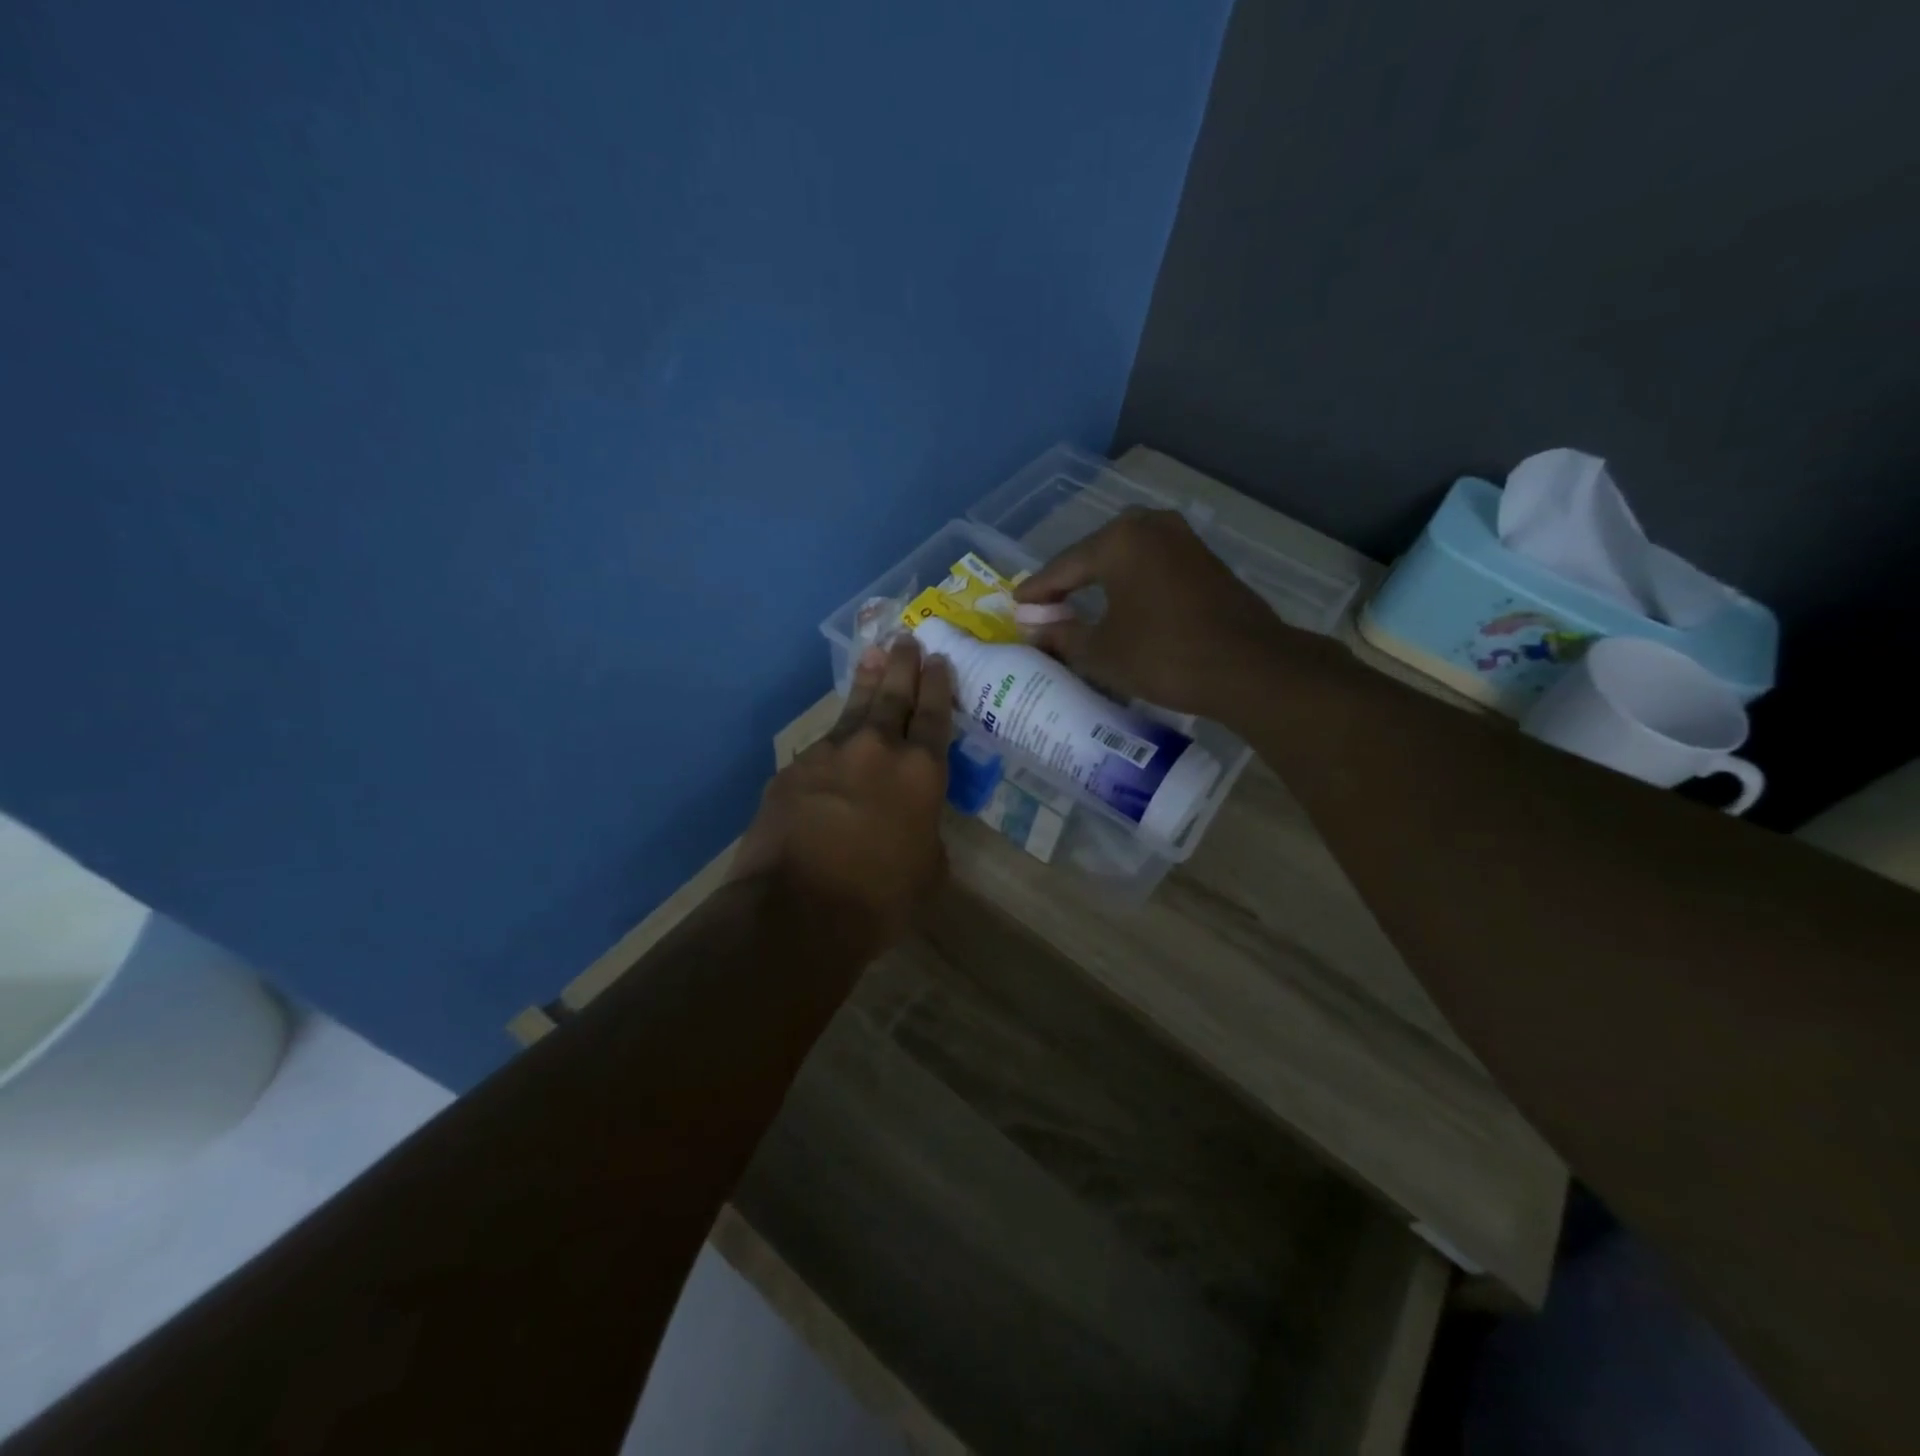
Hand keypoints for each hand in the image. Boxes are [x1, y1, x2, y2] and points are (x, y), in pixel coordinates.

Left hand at [731, 637, 955, 954]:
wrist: (796, 910)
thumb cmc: (879, 899)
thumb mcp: (928, 872)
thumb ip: (926, 834)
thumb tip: (914, 825)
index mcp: (921, 773)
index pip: (934, 716)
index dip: (938, 686)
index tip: (938, 659)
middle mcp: (877, 750)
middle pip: (894, 696)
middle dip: (903, 665)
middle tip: (906, 638)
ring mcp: (829, 755)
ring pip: (853, 709)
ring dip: (866, 681)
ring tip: (872, 654)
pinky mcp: (792, 770)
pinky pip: (820, 747)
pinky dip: (833, 741)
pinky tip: (833, 744)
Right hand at [1013, 508, 1291, 717]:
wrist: (1248, 668)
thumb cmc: (1163, 656)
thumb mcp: (1101, 652)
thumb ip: (1062, 635)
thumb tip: (1036, 630)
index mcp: (1118, 540)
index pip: (1063, 566)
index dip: (1037, 590)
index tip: (1016, 606)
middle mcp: (1150, 526)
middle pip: (1094, 554)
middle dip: (1069, 580)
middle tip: (1046, 606)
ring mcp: (1183, 539)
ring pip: (1126, 557)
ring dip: (1101, 580)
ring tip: (1079, 605)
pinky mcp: (1205, 559)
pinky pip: (1152, 565)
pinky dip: (1130, 583)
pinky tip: (1122, 604)